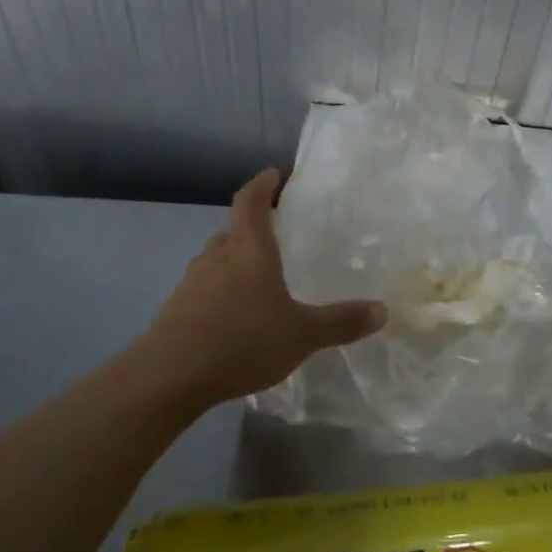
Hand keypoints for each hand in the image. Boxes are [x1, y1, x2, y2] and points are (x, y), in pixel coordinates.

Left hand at [143, 169, 384, 407]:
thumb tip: (383, 310)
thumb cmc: (242, 340)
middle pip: (233, 230)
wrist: (168, 377)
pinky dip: (220, 292)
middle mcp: (217, 257)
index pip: (251, 201)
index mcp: (249, 249)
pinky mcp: (175, 310)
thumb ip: (341, 322)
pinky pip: (203, 289)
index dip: (263, 184)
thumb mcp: (302, 334)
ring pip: (216, 260)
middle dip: (252, 227)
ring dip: (234, 261)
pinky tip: (233, 317)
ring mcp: (191, 283)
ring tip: (256, 277)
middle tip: (274, 232)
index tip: (274, 174)